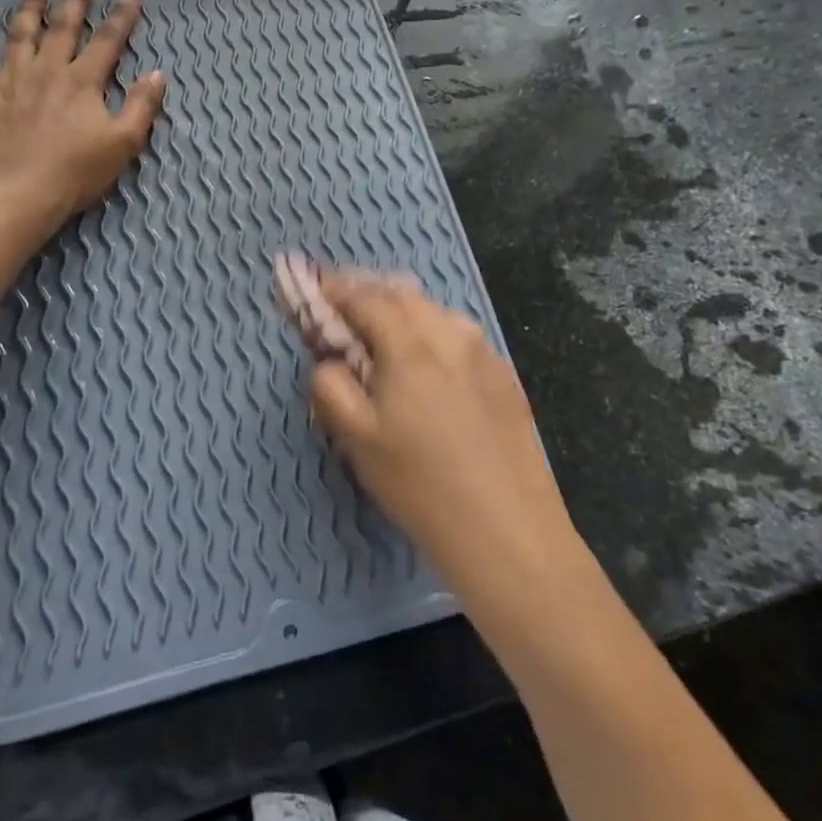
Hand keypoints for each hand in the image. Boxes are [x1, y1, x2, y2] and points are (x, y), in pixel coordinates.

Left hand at [0, 0, 165, 221]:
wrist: (15, 192)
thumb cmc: (74, 172)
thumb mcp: (123, 144)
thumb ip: (141, 106)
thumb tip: (157, 74)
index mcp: (82, 81)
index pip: (107, 41)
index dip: (121, 18)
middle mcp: (46, 71)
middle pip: (61, 28)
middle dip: (74, 4)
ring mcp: (9, 81)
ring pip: (19, 36)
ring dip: (28, 12)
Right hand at [309, 271, 573, 583]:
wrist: (509, 532)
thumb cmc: (420, 484)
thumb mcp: (356, 438)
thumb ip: (330, 385)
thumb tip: (330, 360)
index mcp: (410, 343)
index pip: (364, 297)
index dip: (334, 289)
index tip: (313, 288)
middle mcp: (451, 333)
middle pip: (402, 295)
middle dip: (367, 292)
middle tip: (341, 305)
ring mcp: (484, 353)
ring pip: (434, 312)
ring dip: (401, 310)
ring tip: (381, 329)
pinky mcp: (505, 377)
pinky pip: (458, 336)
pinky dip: (431, 332)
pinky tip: (426, 360)